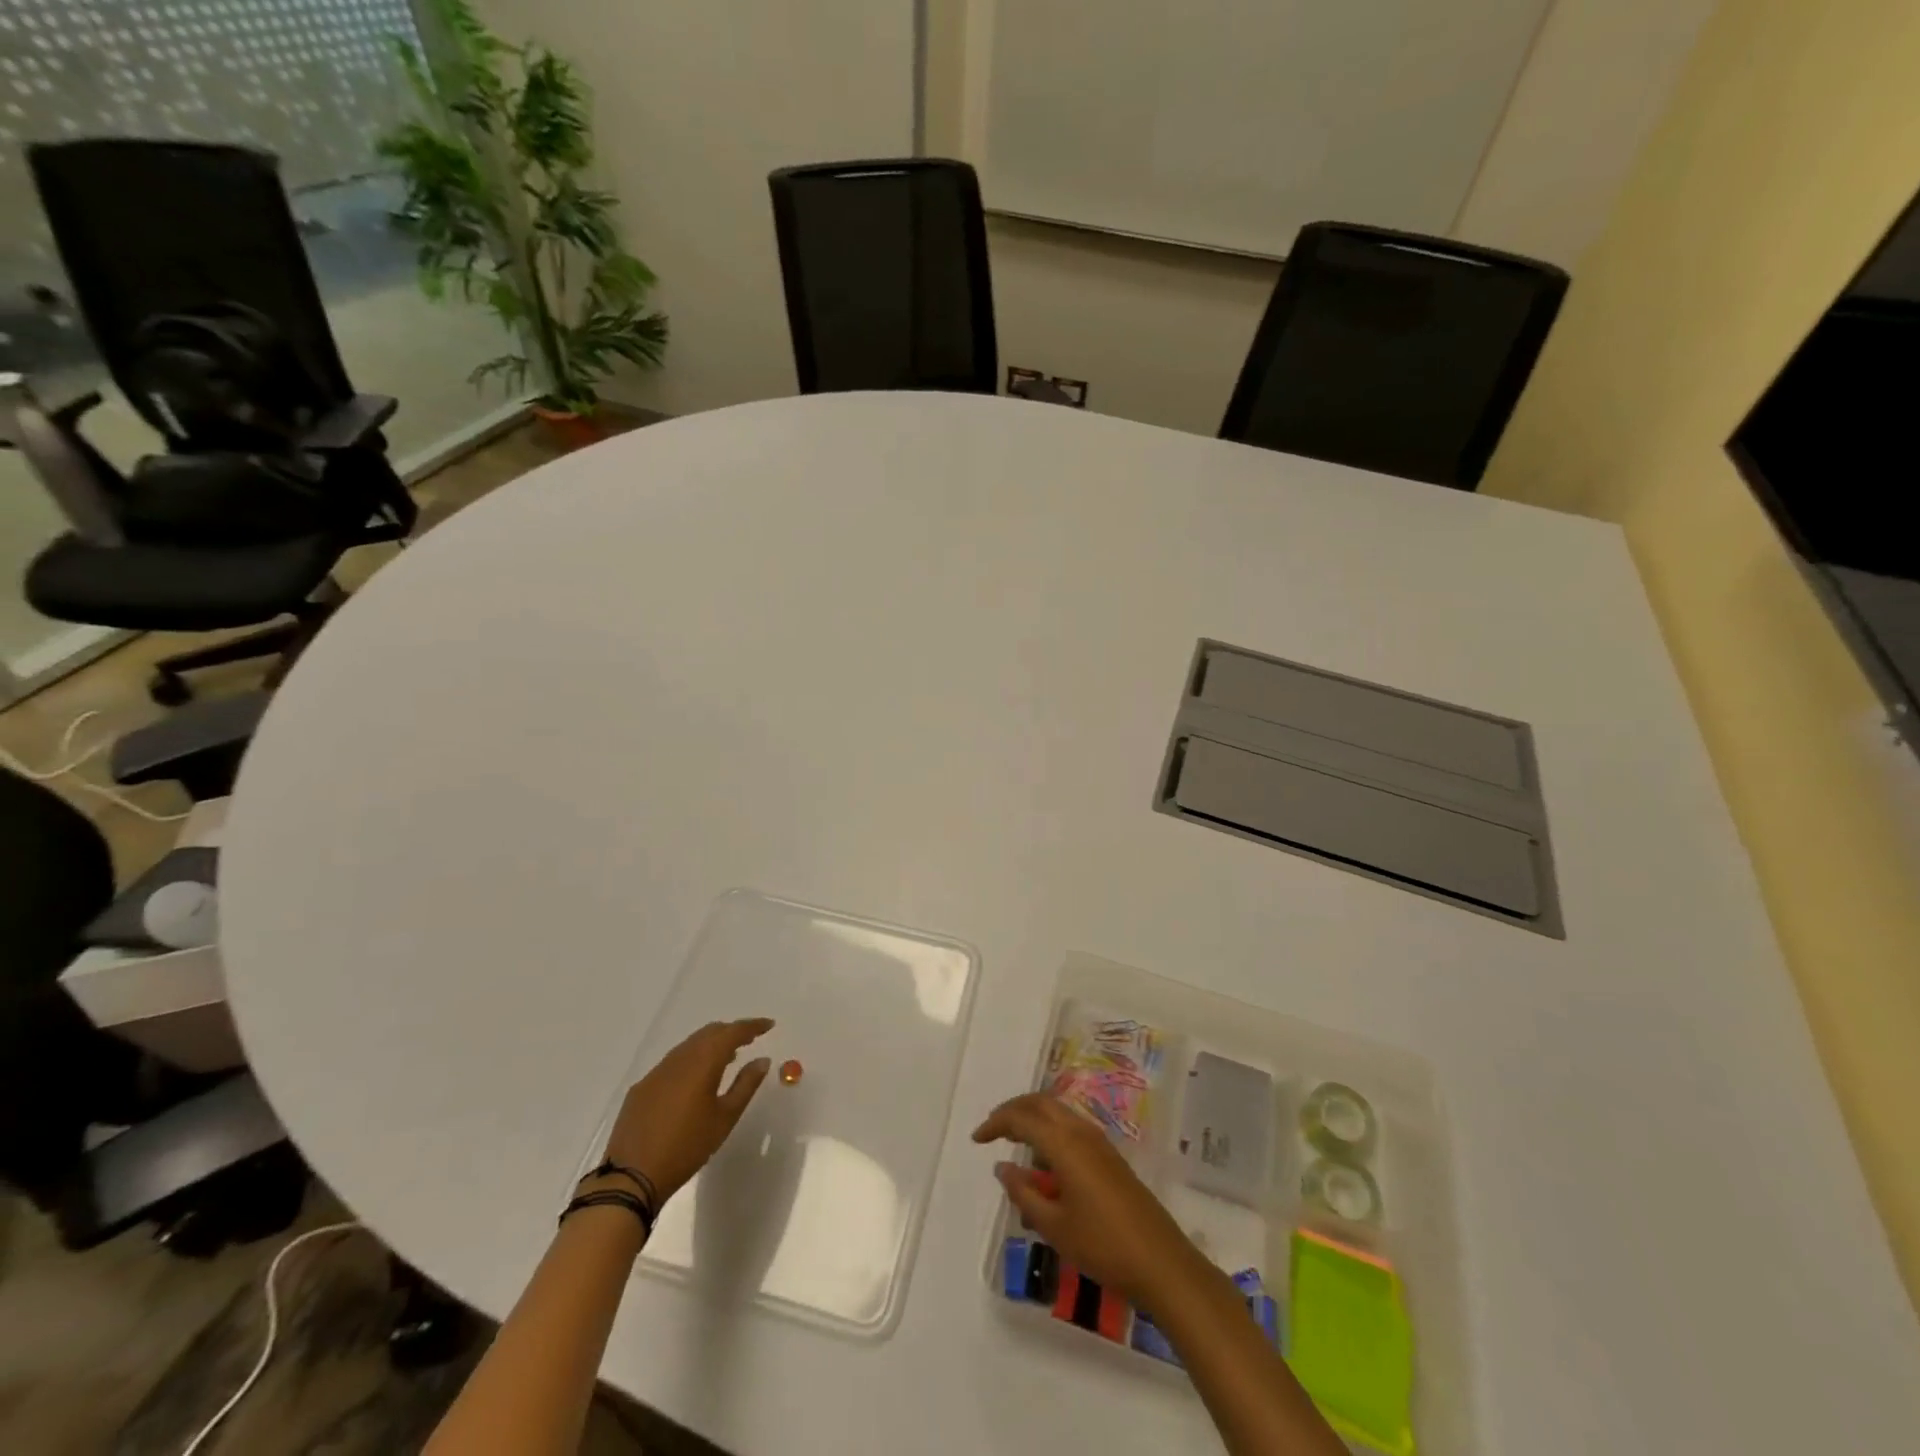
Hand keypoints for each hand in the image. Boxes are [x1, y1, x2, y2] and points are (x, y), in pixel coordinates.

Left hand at [601, 1018, 774, 1202]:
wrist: (631, 1178)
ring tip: (728, 1057)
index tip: (769, 1024)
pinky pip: (673, 1062)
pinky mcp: (641, 1088)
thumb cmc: (687, 1147)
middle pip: (709, 1033)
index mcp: (702, 1062)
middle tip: (750, 1039)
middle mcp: (678, 1059)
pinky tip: (695, 1079)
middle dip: (731, 1032)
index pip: (731, 1033)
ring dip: (711, 1045)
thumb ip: (745, 1085)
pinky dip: (691, 1060)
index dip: (752, 1026)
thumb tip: (762, 1060)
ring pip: (689, 1045)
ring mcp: (656, 1072)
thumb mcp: (724, 1118)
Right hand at [973, 1091, 1199, 1309]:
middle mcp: (1082, 1133)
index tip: (977, 1139)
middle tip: (993, 1130)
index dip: (996, 1123)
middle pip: (1042, 1103)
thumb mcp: (1054, 1226)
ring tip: (1015, 1144)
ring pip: (1059, 1114)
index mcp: (1065, 1144)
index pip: (1022, 1118)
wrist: (1162, 1263)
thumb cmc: (1103, 1246)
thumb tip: (1003, 1167)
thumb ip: (1024, 1193)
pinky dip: (1052, 1133)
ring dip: (1034, 1119)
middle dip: (1014, 1110)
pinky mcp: (1111, 1157)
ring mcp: (1100, 1143)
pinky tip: (1045, 1165)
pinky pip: (1072, 1129)